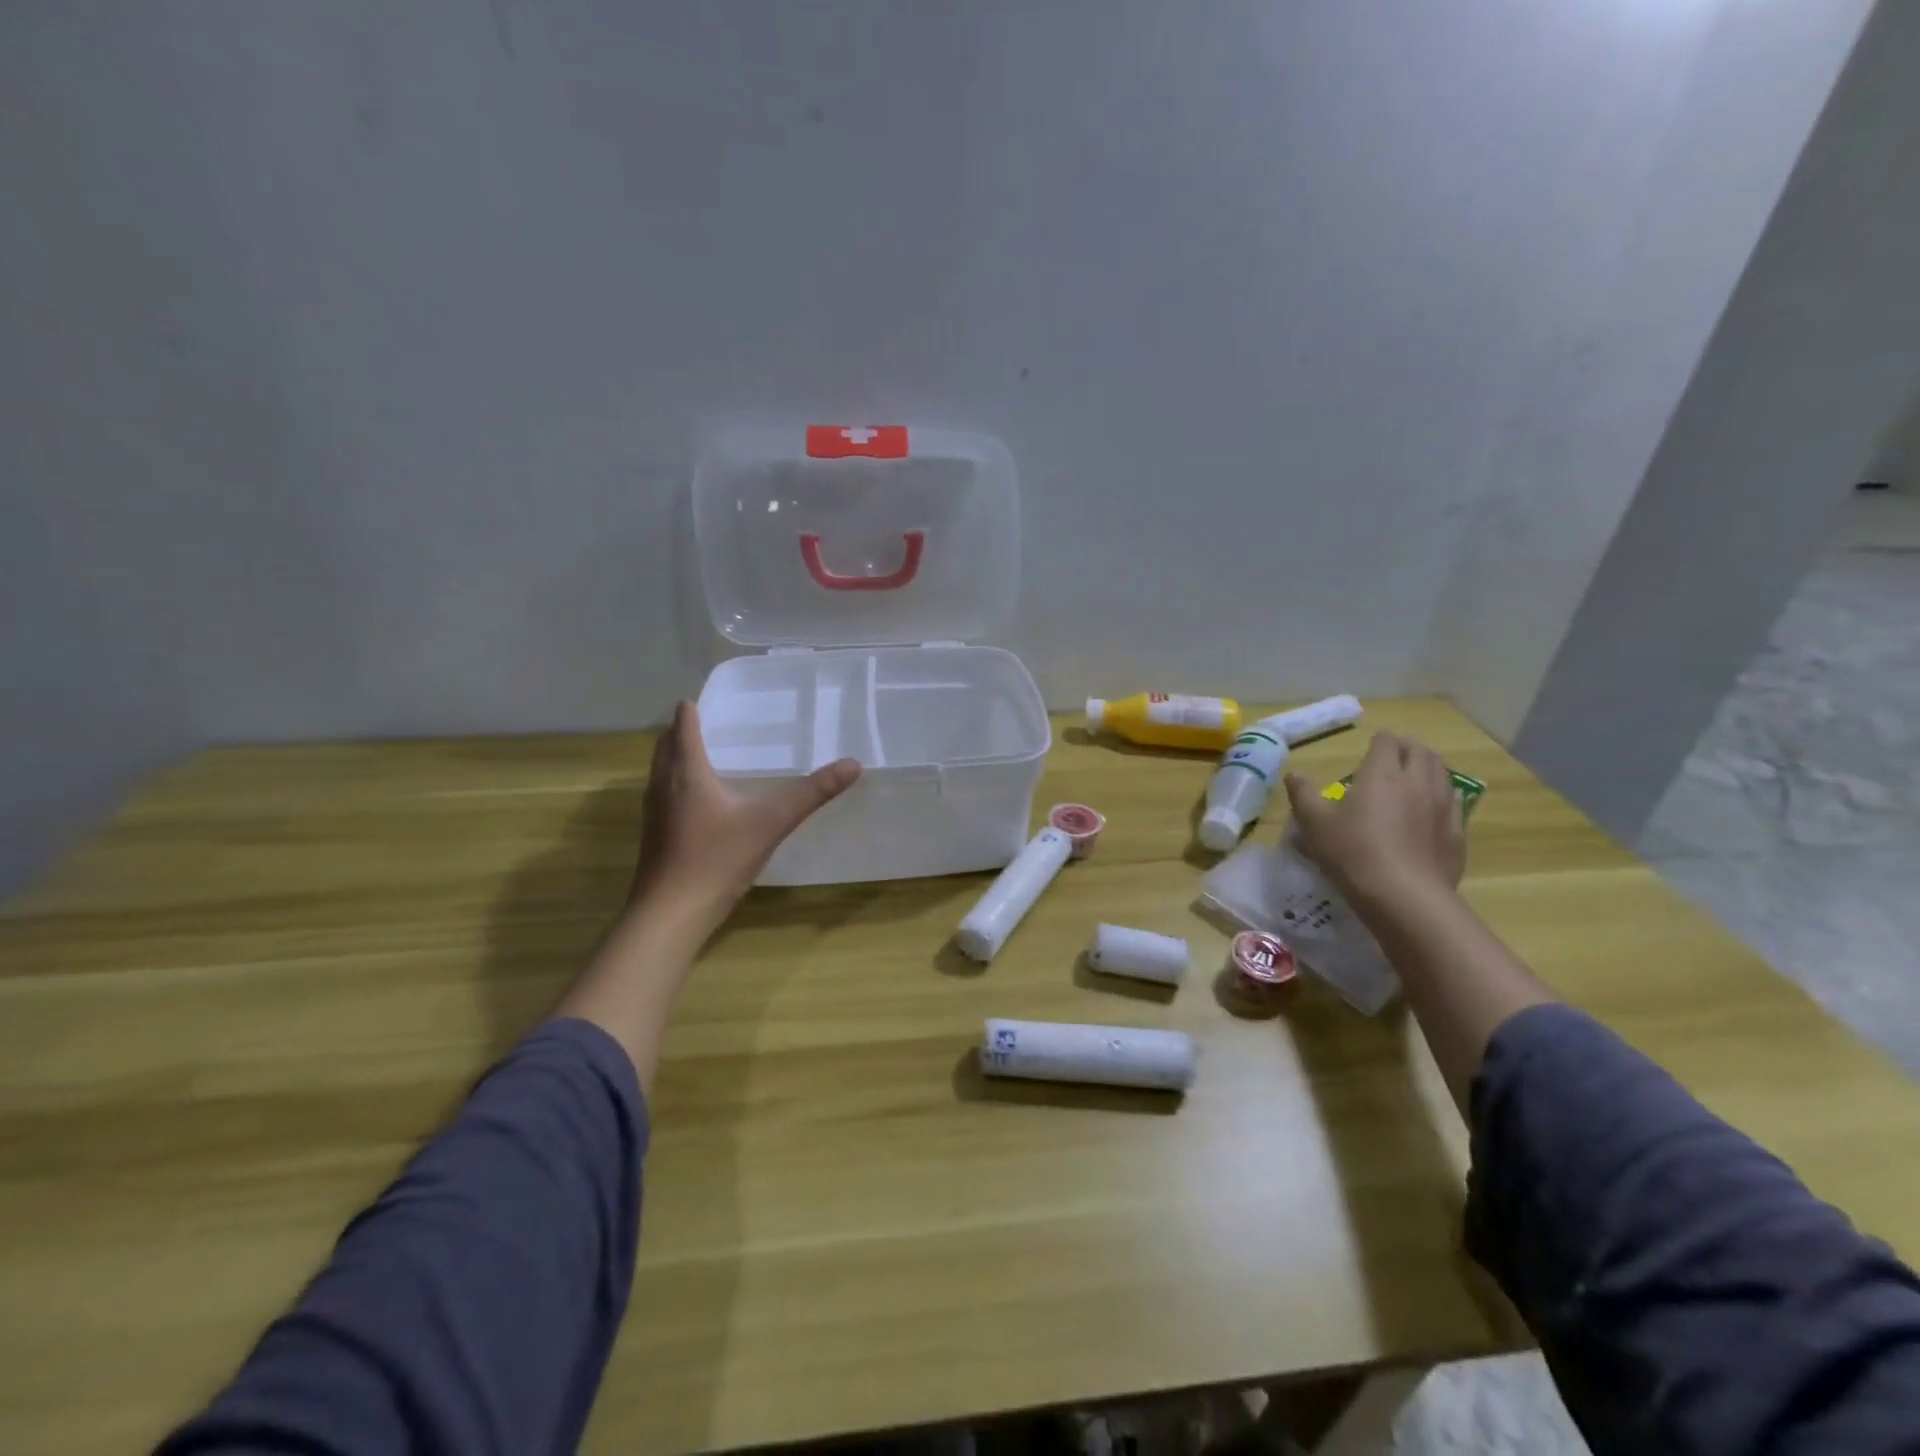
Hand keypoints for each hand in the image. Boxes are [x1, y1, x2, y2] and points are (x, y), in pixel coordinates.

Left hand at [626, 701, 861, 941]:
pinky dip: (678, 783)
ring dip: (678, 756)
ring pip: (661, 770)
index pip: (683, 725)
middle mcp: (663, 784)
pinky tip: (703, 803)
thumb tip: (853, 764)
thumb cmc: (716, 860)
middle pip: (666, 744)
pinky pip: (663, 794)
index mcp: (687, 772)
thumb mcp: (771, 823)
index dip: (693, 708)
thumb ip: (812, 793)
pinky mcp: (654, 835)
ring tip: (709, 755)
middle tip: (716, 723)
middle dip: (684, 729)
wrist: (670, 914)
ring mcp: (653, 812)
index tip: (711, 698)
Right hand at [1283, 732, 1464, 910]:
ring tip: (1411, 781)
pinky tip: (1429, 812)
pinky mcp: (1457, 832)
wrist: (1405, 897)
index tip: (1367, 750)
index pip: (1388, 741)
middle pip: (1421, 751)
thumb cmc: (1353, 854)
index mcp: (1383, 773)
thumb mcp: (1315, 825)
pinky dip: (1441, 797)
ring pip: (1442, 773)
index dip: (1378, 741)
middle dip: (1406, 749)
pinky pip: (1453, 802)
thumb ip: (1303, 795)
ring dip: (1427, 769)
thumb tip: (1294, 775)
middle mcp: (1418, 781)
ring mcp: (1443, 806)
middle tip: (1390, 760)